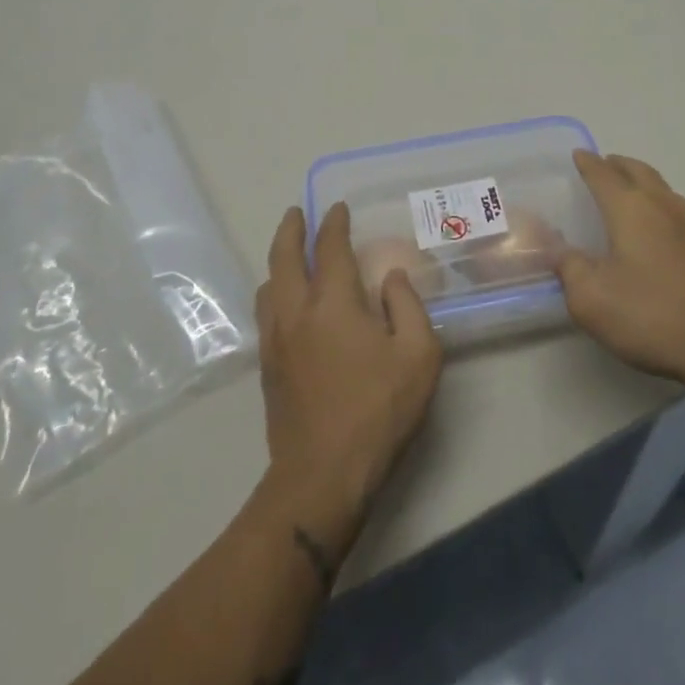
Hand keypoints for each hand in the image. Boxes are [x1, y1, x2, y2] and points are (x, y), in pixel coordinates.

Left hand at [254, 203, 442, 544]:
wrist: (322, 475)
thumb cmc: (378, 411)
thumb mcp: (418, 356)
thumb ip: (408, 307)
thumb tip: (391, 278)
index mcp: (332, 302)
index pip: (329, 248)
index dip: (333, 224)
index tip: (337, 209)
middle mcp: (296, 312)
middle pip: (283, 257)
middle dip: (290, 230)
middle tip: (297, 214)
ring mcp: (276, 340)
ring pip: (268, 285)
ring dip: (278, 261)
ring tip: (290, 255)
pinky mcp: (268, 367)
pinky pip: (266, 313)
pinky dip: (274, 291)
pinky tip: (286, 302)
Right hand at [556, 151, 684, 388]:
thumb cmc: (652, 316)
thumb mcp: (591, 299)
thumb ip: (568, 267)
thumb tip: (557, 248)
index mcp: (630, 208)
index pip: (603, 174)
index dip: (587, 163)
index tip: (578, 155)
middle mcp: (663, 206)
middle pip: (639, 171)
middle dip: (618, 164)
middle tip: (604, 165)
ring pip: (663, 189)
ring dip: (643, 182)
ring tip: (630, 192)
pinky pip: (680, 214)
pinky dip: (662, 208)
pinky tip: (661, 231)